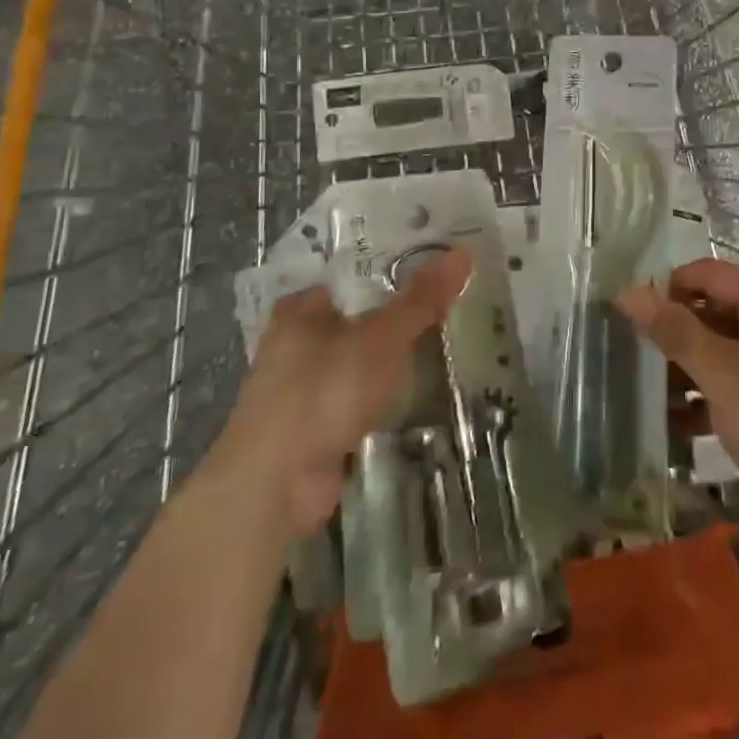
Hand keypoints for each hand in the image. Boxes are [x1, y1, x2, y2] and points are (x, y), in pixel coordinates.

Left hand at [208, 247, 469, 535]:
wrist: (276, 486)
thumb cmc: (323, 391)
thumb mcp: (381, 337)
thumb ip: (422, 298)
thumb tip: (463, 252)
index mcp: (302, 308)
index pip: (356, 275)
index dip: (398, 269)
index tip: (441, 268)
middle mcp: (297, 343)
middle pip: (362, 318)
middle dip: (403, 316)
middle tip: (456, 303)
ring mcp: (306, 389)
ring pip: (363, 361)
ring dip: (396, 360)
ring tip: (450, 342)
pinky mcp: (317, 428)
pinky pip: (362, 398)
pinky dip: (387, 396)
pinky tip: (422, 391)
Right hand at [618, 259, 738, 541]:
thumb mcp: (719, 373)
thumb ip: (674, 330)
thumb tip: (628, 292)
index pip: (708, 273)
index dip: (668, 289)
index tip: (633, 319)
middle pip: (716, 306)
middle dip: (678, 331)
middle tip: (642, 359)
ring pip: (724, 342)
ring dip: (689, 365)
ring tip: (656, 394)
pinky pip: (738, 371)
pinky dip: (711, 387)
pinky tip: (681, 420)